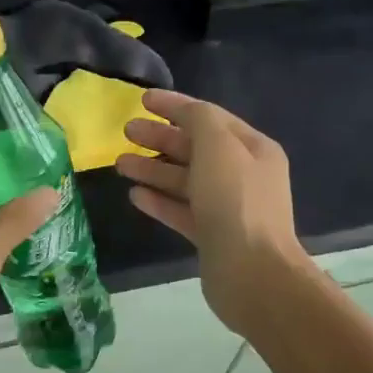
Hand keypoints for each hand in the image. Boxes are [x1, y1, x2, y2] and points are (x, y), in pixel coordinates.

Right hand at [115, 90, 311, 335]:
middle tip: (126, 131)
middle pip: (195, 149)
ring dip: (153, 169)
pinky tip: (135, 196)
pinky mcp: (211, 236)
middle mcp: (242, 175)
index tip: (142, 99)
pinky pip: (181, 211)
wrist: (252, 273)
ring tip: (120, 164)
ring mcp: (227, 208)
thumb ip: (199, 120)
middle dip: (160, 138)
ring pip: (184, 181)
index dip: (176, 106)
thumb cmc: (235, 201)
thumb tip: (184, 114)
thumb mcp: (218, 146)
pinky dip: (159, 201)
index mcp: (252, 149)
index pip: (209, 117)